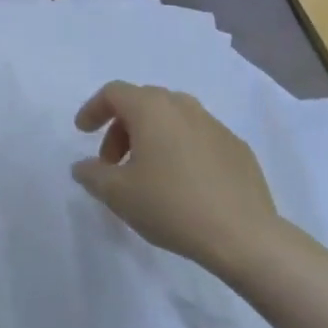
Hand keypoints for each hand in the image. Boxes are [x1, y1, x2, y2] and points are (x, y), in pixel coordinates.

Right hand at [72, 82, 282, 275]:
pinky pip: (197, 138)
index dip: (93, 109)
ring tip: (146, 174)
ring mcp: (214, 125)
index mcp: (152, 108)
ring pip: (172, 119)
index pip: (114, 93)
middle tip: (113, 163)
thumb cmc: (171, 205)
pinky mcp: (237, 147)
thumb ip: (92, 174)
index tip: (83, 133)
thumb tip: (84, 166)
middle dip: (121, 128)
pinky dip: (180, 150)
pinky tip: (183, 184)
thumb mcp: (118, 194)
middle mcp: (183, 106)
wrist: (244, 235)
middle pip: (143, 103)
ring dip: (151, 138)